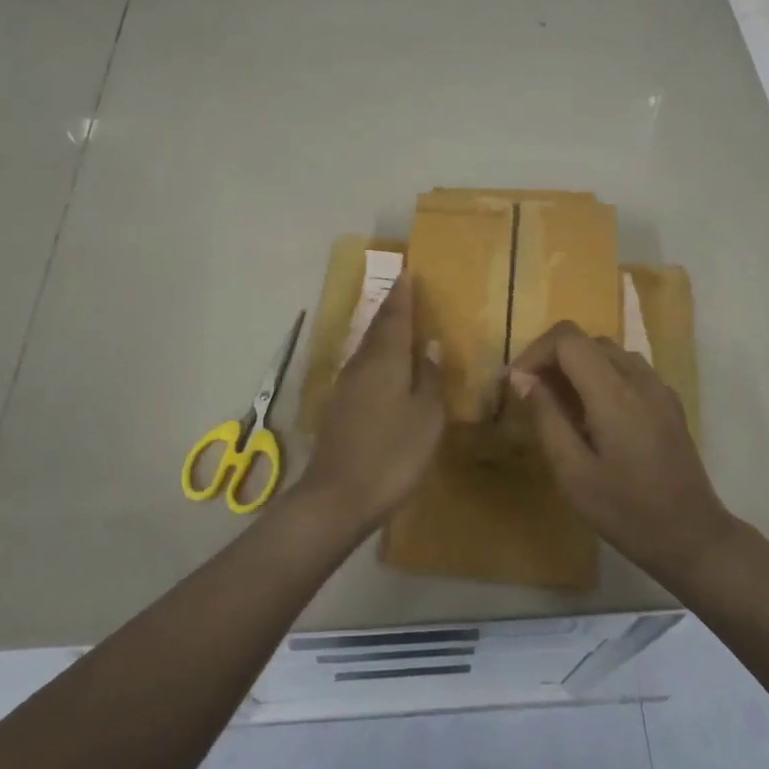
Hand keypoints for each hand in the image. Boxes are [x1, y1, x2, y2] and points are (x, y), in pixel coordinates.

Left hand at [301, 275, 445, 534]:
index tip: (407, 272)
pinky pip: (361, 367)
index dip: (403, 295)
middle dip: (390, 307)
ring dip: (381, 330)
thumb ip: (430, 379)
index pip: (395, 317)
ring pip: (366, 347)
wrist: (338, 496)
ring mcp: (345, 386)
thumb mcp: (426, 418)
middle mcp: (362, 364)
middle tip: (403, 290)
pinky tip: (382, 365)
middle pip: (377, 328)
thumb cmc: (393, 454)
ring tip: (396, 321)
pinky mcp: (338, 407)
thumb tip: (431, 346)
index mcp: (386, 360)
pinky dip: (375, 355)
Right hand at [509, 322, 734, 580]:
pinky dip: (603, 376)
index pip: (568, 338)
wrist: (692, 537)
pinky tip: (597, 415)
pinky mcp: (669, 403)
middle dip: (554, 358)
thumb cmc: (626, 511)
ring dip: (579, 366)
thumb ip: (546, 417)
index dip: (536, 351)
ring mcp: (659, 388)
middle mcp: (639, 378)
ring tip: (563, 406)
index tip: (519, 383)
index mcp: (613, 392)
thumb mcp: (573, 472)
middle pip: (588, 340)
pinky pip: (630, 370)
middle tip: (534, 396)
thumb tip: (521, 377)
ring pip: (610, 352)